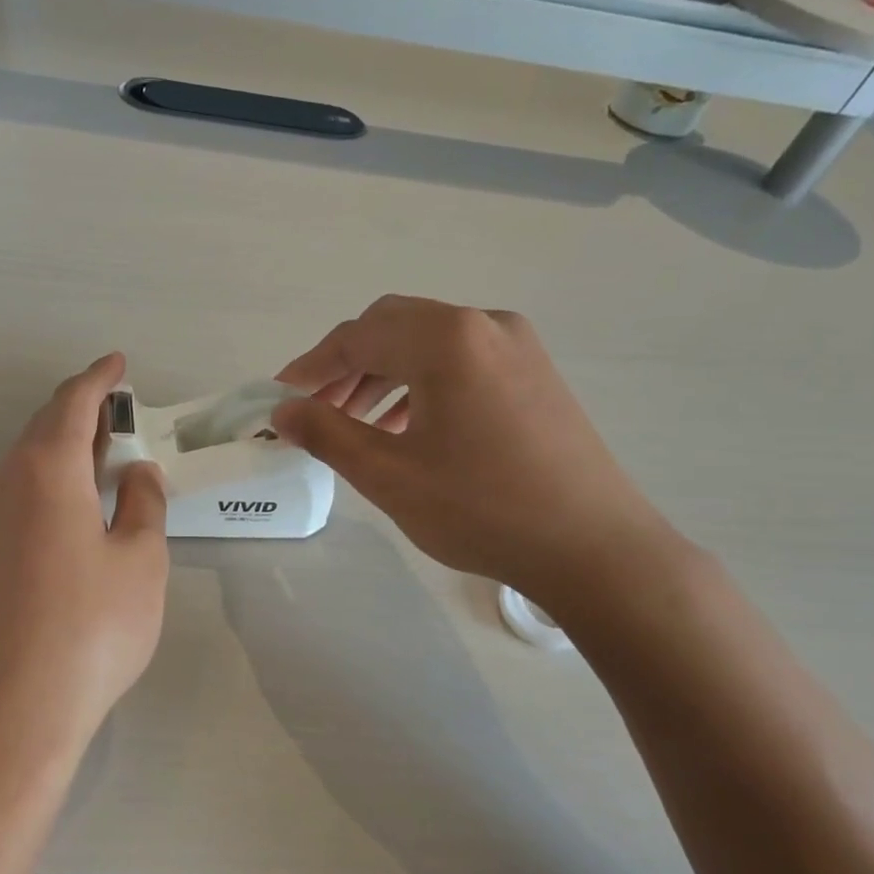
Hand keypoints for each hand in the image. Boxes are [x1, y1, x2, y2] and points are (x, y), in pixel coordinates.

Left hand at [0, 354, 168, 747]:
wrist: (17, 707)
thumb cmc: (93, 626)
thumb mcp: (140, 560)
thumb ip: (143, 505)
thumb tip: (136, 473)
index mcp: (47, 470)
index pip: (72, 403)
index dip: (98, 379)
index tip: (117, 364)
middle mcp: (6, 483)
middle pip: (43, 427)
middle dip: (80, 412)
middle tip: (117, 411)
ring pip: (26, 462)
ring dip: (63, 449)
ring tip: (101, 457)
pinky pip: (16, 494)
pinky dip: (48, 482)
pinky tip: (72, 507)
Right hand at [274, 296, 680, 610]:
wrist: (595, 549)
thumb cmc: (482, 509)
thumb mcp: (389, 475)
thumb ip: (326, 434)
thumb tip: (281, 411)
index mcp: (446, 339)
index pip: (357, 337)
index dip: (310, 366)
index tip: (278, 398)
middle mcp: (484, 324)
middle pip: (392, 328)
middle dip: (345, 365)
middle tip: (315, 409)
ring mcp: (517, 346)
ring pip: (427, 344)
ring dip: (382, 375)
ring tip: (354, 424)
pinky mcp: (534, 373)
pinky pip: (460, 362)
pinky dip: (421, 384)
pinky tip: (406, 427)